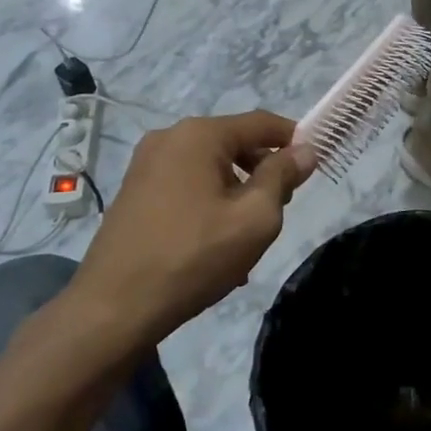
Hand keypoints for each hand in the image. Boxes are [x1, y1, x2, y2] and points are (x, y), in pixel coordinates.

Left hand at [58, 112, 318, 349]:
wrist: (114, 307)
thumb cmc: (193, 256)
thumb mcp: (254, 218)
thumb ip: (282, 177)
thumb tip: (304, 151)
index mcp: (199, 135)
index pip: (260, 123)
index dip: (293, 138)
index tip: (316, 162)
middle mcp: (169, 138)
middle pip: (233, 144)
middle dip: (263, 171)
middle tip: (281, 208)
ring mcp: (145, 165)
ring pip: (210, 169)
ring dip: (237, 194)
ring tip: (248, 237)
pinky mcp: (134, 192)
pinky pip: (186, 187)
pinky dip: (209, 205)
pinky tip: (216, 247)